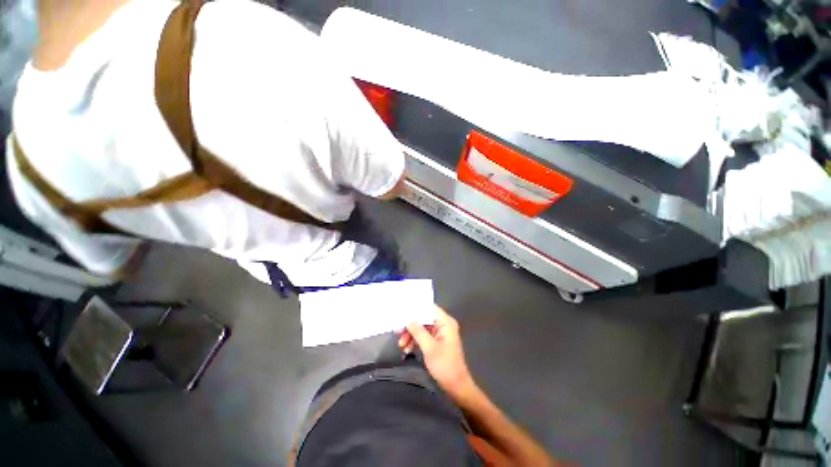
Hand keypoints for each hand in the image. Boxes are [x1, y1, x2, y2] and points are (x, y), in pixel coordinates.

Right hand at [398, 305, 476, 398]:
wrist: (456, 387)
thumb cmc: (445, 366)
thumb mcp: (429, 348)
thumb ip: (418, 332)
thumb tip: (408, 319)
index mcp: (445, 322)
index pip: (429, 308)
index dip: (416, 309)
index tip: (402, 312)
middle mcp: (443, 325)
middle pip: (424, 318)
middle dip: (411, 325)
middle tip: (398, 331)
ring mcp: (440, 333)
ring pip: (422, 328)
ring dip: (411, 335)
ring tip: (401, 345)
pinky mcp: (437, 342)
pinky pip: (423, 336)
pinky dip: (415, 341)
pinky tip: (407, 349)